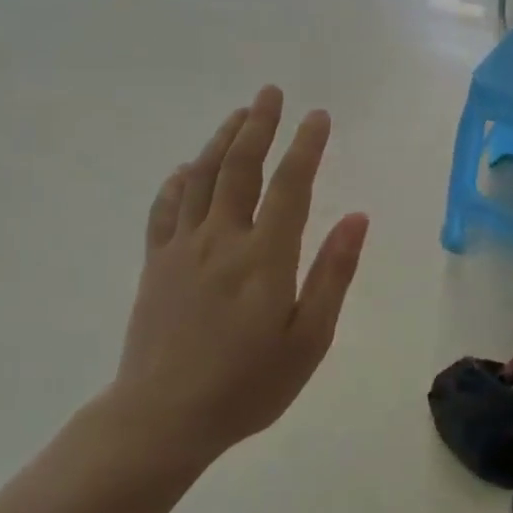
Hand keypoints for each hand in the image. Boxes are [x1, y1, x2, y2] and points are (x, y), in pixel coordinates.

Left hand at [107, 87, 368, 474]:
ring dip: (222, 141)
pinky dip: (178, 181)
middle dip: (258, 125)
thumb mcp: (309, 340)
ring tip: (239, 114)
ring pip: (201, 178)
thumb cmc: (247, 385)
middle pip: (240, 168)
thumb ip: (333, 274)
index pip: (290, 185)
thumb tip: (356, 218)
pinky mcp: (156, 265)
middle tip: (271, 92)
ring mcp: (183, 249)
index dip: (306, 146)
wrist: (161, 420)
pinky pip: (165, 209)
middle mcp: (222, 239)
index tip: (318, 116)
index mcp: (264, 257)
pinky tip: (188, 168)